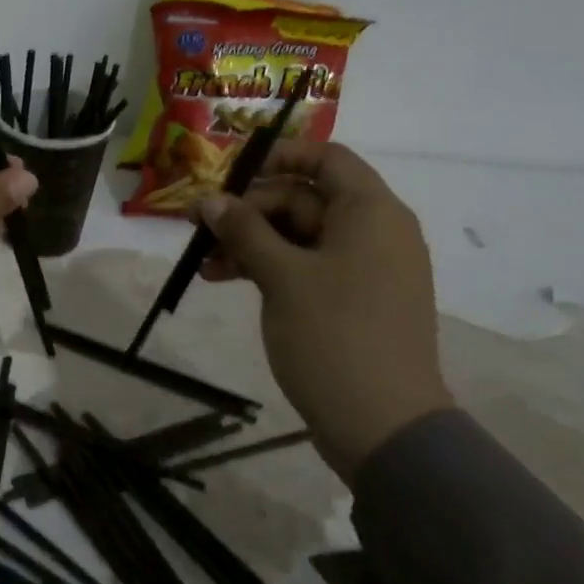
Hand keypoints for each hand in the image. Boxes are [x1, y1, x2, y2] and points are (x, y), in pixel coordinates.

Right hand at [195, 141, 448, 481]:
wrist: (383, 426)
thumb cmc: (334, 336)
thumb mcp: (281, 276)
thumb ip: (244, 230)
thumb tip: (209, 200)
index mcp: (371, 212)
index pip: (326, 158)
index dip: (278, 157)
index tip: (230, 175)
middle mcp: (374, 232)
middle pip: (304, 198)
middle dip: (249, 210)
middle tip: (199, 228)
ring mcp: (364, 269)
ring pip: (299, 236)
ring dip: (251, 242)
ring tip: (204, 263)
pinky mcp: (352, 301)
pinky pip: (306, 267)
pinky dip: (269, 268)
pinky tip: (226, 280)